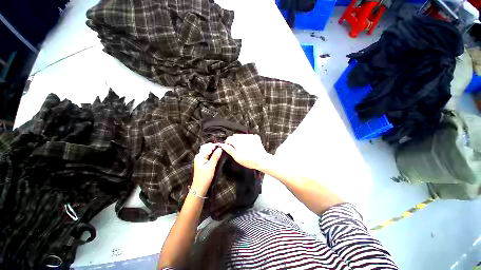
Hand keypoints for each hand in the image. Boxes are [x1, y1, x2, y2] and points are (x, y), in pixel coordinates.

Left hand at [192, 143, 222, 195]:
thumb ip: (215, 157)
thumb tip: (220, 148)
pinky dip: (212, 153)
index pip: (208, 146)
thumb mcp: (211, 166)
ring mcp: (200, 159)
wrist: (199, 188)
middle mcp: (199, 155)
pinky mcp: (202, 162)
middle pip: (207, 147)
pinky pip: (207, 154)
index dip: (216, 145)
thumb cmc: (205, 177)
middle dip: (214, 146)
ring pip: (207, 150)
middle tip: (222, 147)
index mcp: (200, 156)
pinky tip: (217, 155)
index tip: (223, 145)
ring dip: (213, 149)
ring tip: (221, 150)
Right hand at [220, 134, 270, 170]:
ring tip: (244, 148)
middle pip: (235, 136)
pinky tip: (249, 146)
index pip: (229, 138)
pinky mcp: (255, 137)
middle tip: (237, 149)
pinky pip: (248, 136)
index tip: (230, 148)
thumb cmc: (249, 160)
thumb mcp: (237, 157)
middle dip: (234, 141)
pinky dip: (247, 140)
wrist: (262, 160)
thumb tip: (222, 145)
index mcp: (237, 141)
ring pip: (241, 136)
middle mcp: (243, 137)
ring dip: (240, 140)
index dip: (228, 143)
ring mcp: (250, 136)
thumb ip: (229, 150)